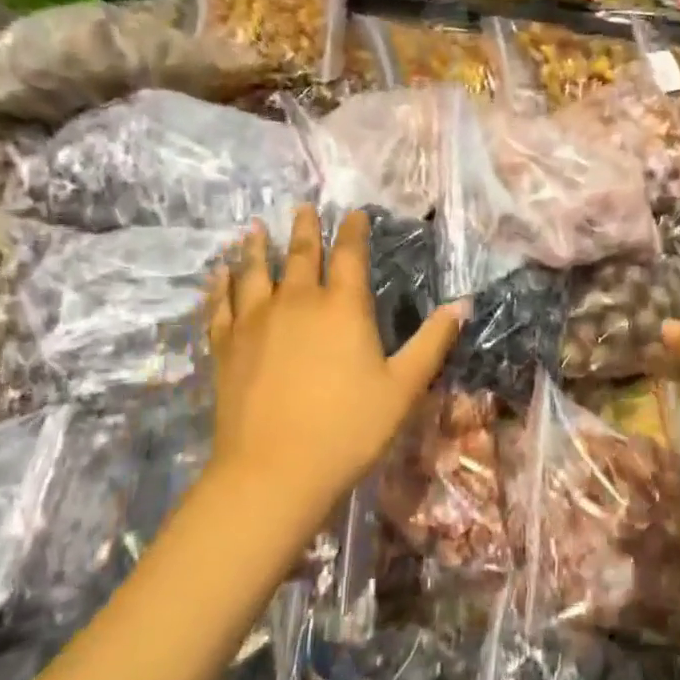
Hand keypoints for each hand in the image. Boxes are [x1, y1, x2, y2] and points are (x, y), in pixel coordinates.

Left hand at [203, 206, 465, 541]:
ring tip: (254, 230)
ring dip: (256, 248)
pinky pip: (220, 305)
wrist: (275, 471)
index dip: (354, 231)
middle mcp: (297, 302)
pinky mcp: (226, 347)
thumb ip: (432, 342)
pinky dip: (220, 286)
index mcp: (343, 308)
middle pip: (300, 255)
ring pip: (254, 272)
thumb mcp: (404, 387)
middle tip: (303, 208)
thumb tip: (461, 304)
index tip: (354, 214)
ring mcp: (255, 322)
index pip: (350, 255)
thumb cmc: (349, 428)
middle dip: (305, 229)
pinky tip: (218, 275)